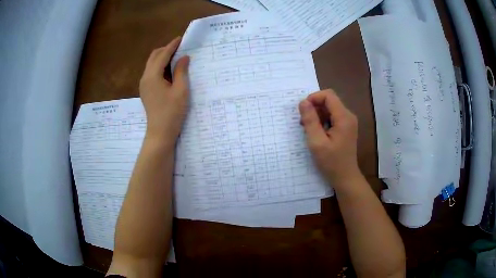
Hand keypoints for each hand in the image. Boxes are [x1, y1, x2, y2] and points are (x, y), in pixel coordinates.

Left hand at [139, 36, 189, 143]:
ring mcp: (143, 85)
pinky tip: (169, 70)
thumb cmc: (172, 112)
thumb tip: (184, 57)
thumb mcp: (180, 90)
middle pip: (153, 57)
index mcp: (153, 76)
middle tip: (179, 48)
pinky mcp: (145, 90)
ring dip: (162, 58)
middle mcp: (145, 77)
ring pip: (151, 64)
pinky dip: (159, 66)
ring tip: (176, 58)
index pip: (162, 55)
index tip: (180, 38)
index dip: (172, 46)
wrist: (160, 133)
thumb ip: (181, 71)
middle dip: (165, 50)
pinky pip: (151, 72)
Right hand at [299, 89, 360, 189]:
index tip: (303, 111)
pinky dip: (322, 121)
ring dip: (317, 115)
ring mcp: (348, 122)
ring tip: (309, 130)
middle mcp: (348, 116)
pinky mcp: (346, 128)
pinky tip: (317, 133)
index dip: (314, 98)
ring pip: (330, 109)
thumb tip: (303, 102)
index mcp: (344, 117)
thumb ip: (310, 120)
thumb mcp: (317, 142)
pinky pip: (332, 117)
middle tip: (304, 123)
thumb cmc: (331, 162)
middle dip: (314, 108)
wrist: (345, 177)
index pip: (328, 95)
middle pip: (329, 101)